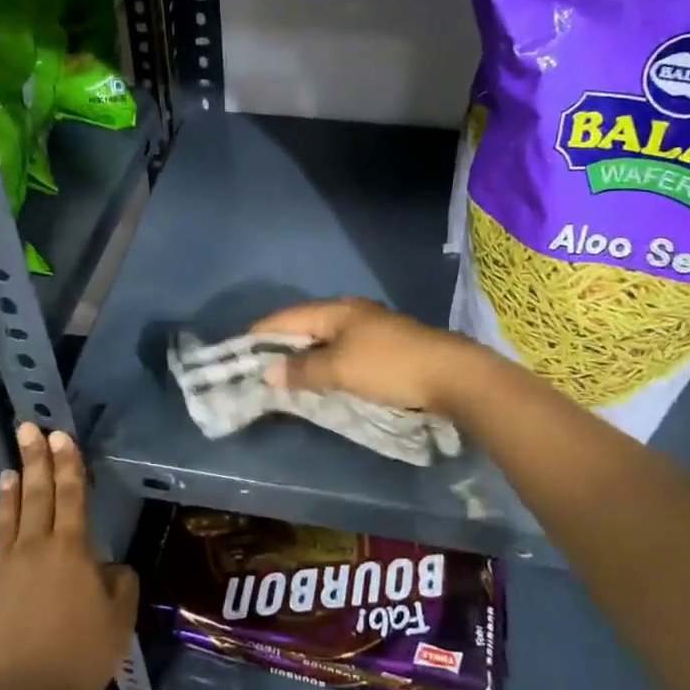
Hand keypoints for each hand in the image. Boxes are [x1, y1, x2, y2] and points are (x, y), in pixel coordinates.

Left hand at [0, 423, 138, 689]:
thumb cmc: (77, 658)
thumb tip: (111, 566)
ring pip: (7, 522)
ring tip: (11, 468)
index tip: (60, 435)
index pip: (71, 495)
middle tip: (28, 427)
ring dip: (11, 493)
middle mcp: (34, 549)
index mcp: (71, 550)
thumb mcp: (119, 622)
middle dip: (36, 459)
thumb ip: (121, 585)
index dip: (68, 463)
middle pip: (36, 496)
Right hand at [250, 297, 483, 416]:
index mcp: (336, 310)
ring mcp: (370, 329)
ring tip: (284, 378)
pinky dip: (325, 364)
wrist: (452, 375)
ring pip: (324, 339)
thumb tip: (269, 372)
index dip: (260, 334)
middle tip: (257, 369)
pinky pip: (342, 352)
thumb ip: (302, 370)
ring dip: (304, 357)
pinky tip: (321, 379)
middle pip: (304, 325)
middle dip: (280, 346)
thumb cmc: (389, 367)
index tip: (236, 352)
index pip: (286, 317)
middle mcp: (351, 313)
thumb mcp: (340, 369)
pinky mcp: (385, 347)